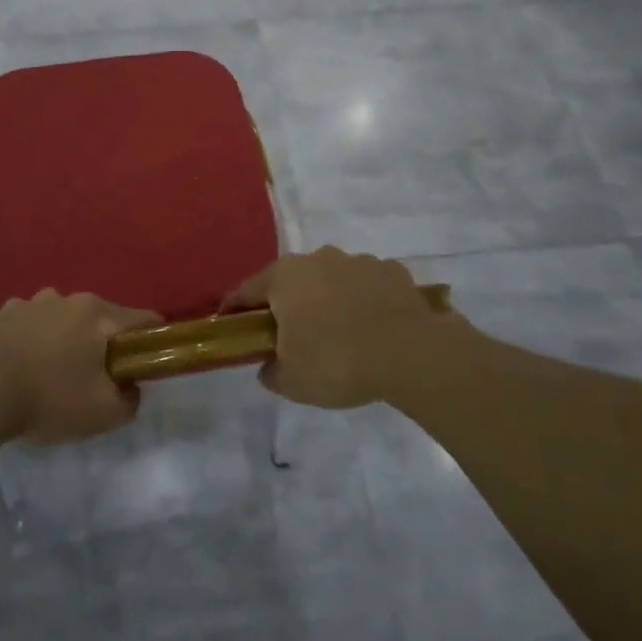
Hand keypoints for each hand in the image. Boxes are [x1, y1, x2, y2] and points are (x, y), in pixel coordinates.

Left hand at [0, 290, 158, 443]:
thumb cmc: (48, 398)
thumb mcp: (103, 414)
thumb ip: (129, 400)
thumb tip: (130, 388)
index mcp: (98, 314)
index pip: (144, 320)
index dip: (152, 342)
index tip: (145, 366)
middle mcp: (67, 298)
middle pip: (100, 319)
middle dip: (103, 345)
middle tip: (95, 380)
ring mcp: (31, 302)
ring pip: (63, 320)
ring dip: (65, 341)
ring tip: (52, 376)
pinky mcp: (1, 314)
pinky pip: (30, 326)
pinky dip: (33, 342)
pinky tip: (22, 369)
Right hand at [222, 247, 466, 408]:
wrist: (411, 353)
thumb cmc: (337, 361)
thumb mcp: (292, 381)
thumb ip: (271, 372)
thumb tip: (269, 366)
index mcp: (284, 278)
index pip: (246, 291)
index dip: (235, 309)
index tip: (230, 324)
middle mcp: (317, 259)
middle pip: (290, 281)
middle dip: (287, 304)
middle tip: (290, 336)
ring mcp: (357, 261)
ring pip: (331, 280)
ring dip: (327, 300)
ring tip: (338, 334)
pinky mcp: (392, 271)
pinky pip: (366, 286)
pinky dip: (363, 301)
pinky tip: (372, 328)